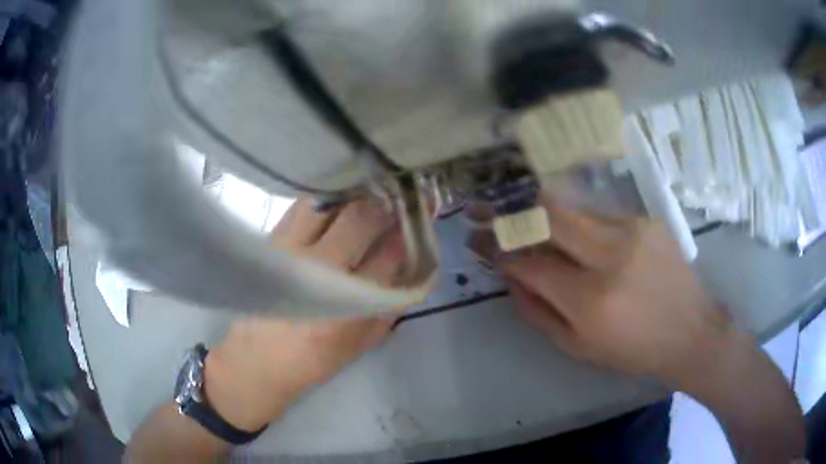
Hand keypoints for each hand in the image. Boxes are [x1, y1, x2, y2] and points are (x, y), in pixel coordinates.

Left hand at [204, 198, 404, 430]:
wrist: (259, 359)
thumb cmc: (317, 357)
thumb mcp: (366, 339)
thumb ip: (393, 299)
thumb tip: (413, 256)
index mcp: (347, 306)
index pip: (390, 253)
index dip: (412, 228)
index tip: (425, 212)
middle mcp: (317, 272)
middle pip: (361, 218)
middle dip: (389, 204)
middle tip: (401, 198)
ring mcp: (290, 250)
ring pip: (330, 202)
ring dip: (356, 195)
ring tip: (371, 195)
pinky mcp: (271, 240)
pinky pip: (304, 205)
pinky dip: (327, 199)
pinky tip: (338, 202)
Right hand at [477, 196, 734, 390]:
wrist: (690, 331)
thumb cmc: (633, 350)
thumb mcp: (578, 346)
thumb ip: (537, 311)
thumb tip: (510, 276)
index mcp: (591, 299)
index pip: (530, 262)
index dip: (497, 249)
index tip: (477, 240)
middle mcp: (611, 255)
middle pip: (549, 214)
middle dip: (512, 211)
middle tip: (487, 208)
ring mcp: (633, 230)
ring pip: (573, 207)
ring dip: (543, 212)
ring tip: (527, 218)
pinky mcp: (647, 220)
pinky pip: (600, 215)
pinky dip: (579, 223)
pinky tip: (581, 237)